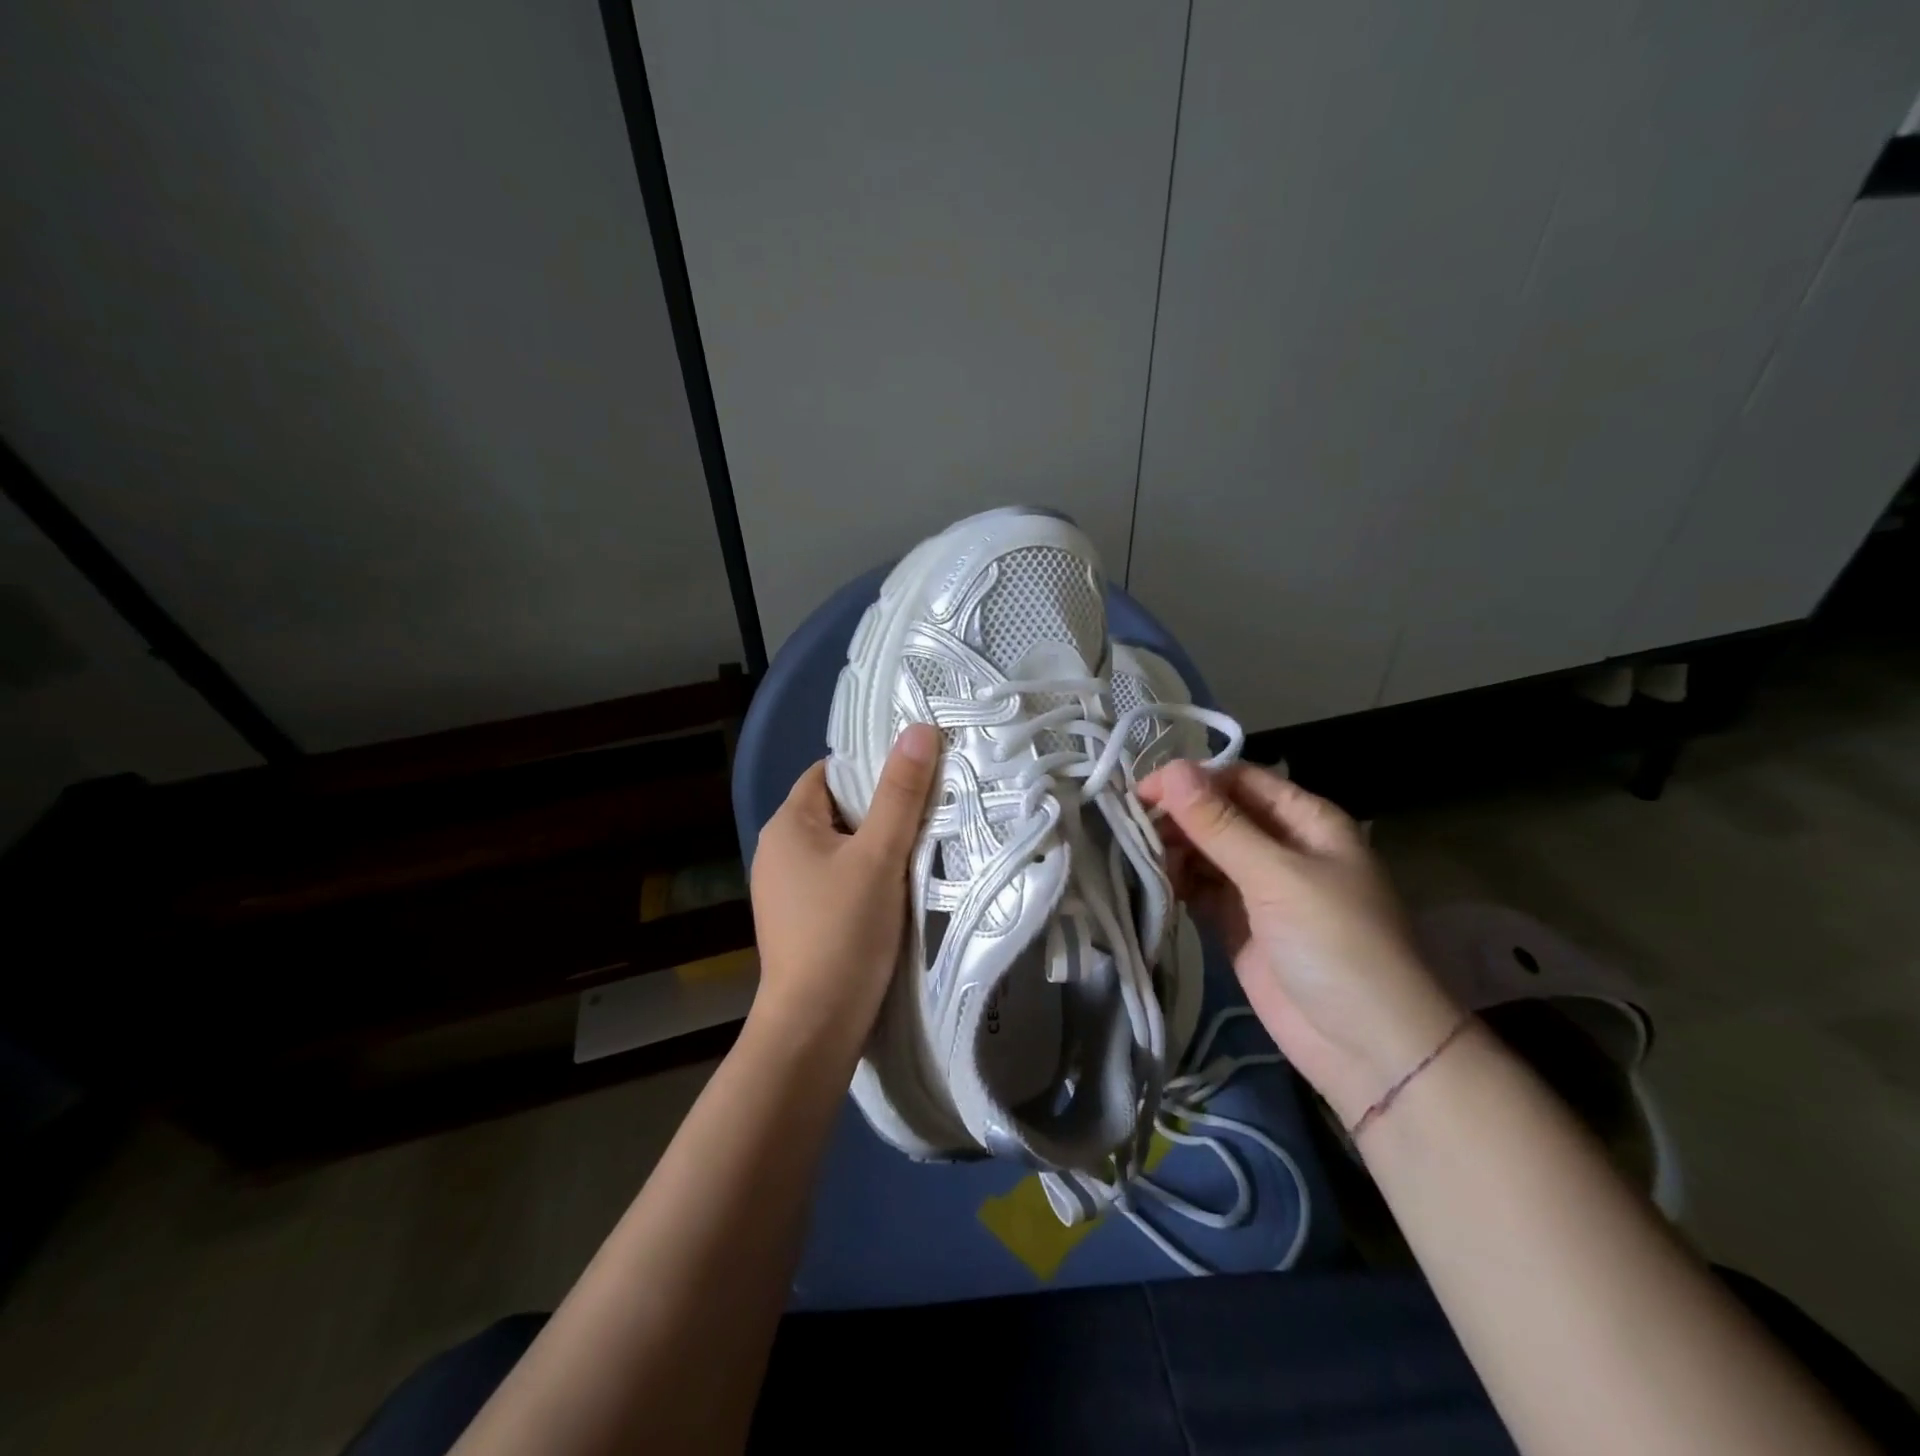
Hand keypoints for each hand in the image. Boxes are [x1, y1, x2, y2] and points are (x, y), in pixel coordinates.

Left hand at [746, 724, 939, 1059]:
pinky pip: (840, 879)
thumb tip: (919, 729)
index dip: (872, 768)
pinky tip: (901, 887)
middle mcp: (779, 851)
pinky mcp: (802, 919)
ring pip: (842, 847)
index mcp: (788, 825)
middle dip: (882, 807)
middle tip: (933, 808)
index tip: (918, 774)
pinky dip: (869, 876)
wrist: (814, 1028)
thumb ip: (900, 794)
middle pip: (839, 809)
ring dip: (880, 845)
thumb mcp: (878, 856)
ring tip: (926, 843)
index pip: (830, 773)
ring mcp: (787, 889)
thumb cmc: (843, 932)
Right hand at [1139, 760, 1461, 1126]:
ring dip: (1171, 849)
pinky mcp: (1237, 924)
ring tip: (1134, 856)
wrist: (1367, 1048)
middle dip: (1176, 816)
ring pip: (1204, 851)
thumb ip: (1219, 825)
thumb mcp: (1277, 876)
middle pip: (1217, 814)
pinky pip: (1199, 889)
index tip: (1141, 792)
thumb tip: (1170, 769)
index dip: (1191, 780)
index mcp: (1304, 820)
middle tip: (1128, 828)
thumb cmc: (1335, 945)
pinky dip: (1175, 883)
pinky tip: (1149, 883)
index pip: (1238, 781)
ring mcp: (1257, 888)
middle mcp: (1280, 846)